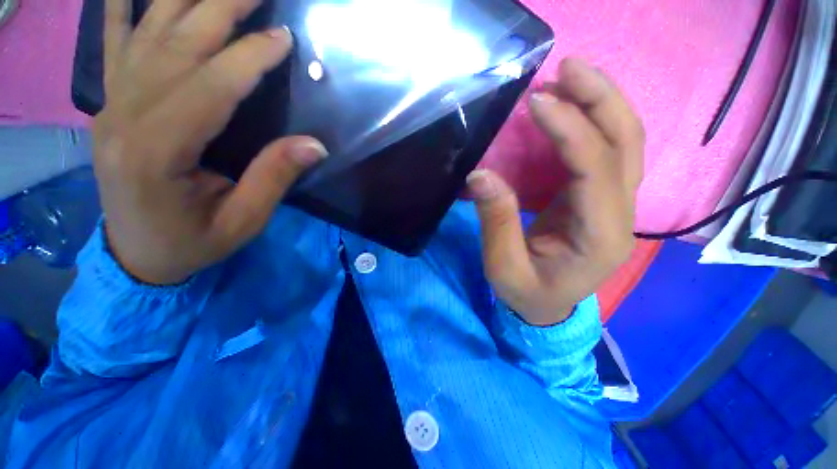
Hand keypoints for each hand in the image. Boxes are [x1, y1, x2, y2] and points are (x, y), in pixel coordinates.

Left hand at [95, 0, 326, 284]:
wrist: (137, 255)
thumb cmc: (193, 243)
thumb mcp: (243, 221)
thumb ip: (274, 178)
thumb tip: (315, 146)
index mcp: (156, 154)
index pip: (209, 88)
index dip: (249, 59)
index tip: (284, 38)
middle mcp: (124, 118)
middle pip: (176, 46)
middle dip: (220, 8)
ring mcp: (110, 106)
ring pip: (147, 34)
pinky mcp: (109, 104)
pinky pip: (113, 44)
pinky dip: (123, 7)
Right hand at [467, 58, 643, 325]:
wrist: (547, 306)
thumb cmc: (527, 292)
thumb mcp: (503, 266)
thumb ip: (496, 222)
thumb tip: (480, 175)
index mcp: (600, 237)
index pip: (596, 170)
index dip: (569, 130)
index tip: (535, 103)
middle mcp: (620, 215)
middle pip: (628, 144)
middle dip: (601, 99)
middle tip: (566, 68)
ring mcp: (615, 204)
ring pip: (625, 142)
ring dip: (599, 103)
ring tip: (567, 78)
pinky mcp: (599, 199)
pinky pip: (606, 152)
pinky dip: (589, 123)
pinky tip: (566, 109)